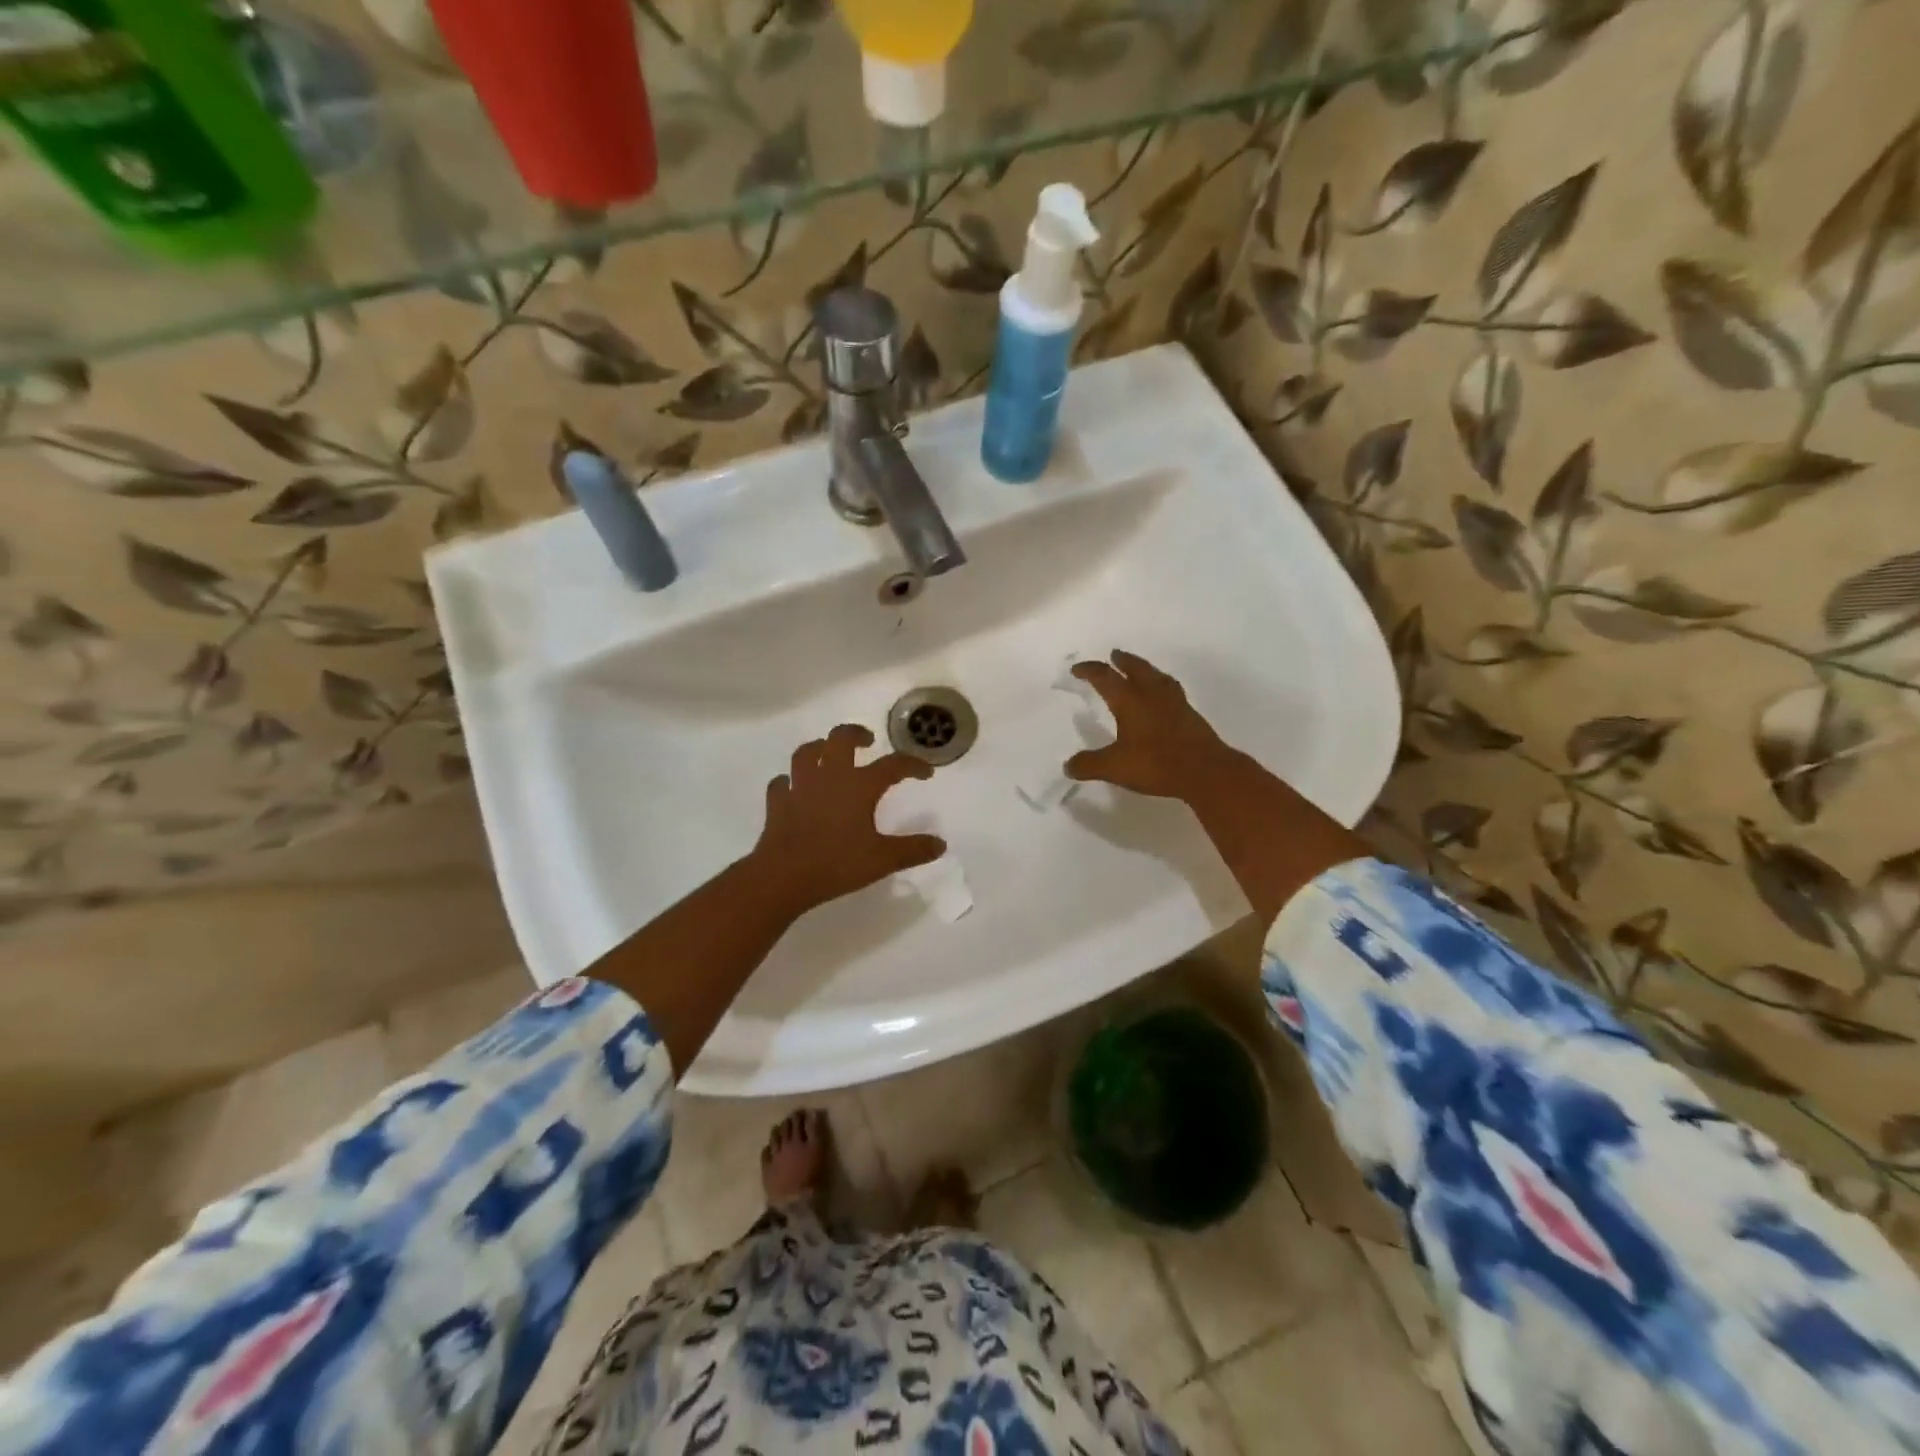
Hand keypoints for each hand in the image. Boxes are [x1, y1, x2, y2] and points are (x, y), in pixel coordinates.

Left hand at [750, 724, 945, 914]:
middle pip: (841, 739)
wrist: (784, 876)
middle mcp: (829, 777)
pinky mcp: (778, 802)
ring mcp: (800, 787)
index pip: (892, 765)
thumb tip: (940, 844)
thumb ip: (913, 850)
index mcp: (859, 786)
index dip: (912, 765)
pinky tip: (793, 787)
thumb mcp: (883, 860)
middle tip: (868, 741)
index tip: (925, 772)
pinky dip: (789, 782)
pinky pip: (781, 783)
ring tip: (828, 753)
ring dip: (819, 748)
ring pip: (807, 753)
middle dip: (856, 734)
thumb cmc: (837, 864)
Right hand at [1064, 650, 1244, 802]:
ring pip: (1157, 677)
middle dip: (1123, 661)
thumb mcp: (1115, 767)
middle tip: (1115, 655)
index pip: (1105, 678)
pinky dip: (1162, 686)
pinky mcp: (1190, 715)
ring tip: (1140, 670)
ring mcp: (1175, 703)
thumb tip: (1068, 766)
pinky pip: (1172, 691)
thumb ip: (1089, 765)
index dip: (1090, 671)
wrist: (1206, 771)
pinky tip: (1162, 697)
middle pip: (1136, 669)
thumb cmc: (1156, 763)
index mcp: (1130, 701)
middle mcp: (1152, 695)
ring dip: (1145, 669)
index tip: (1077, 669)